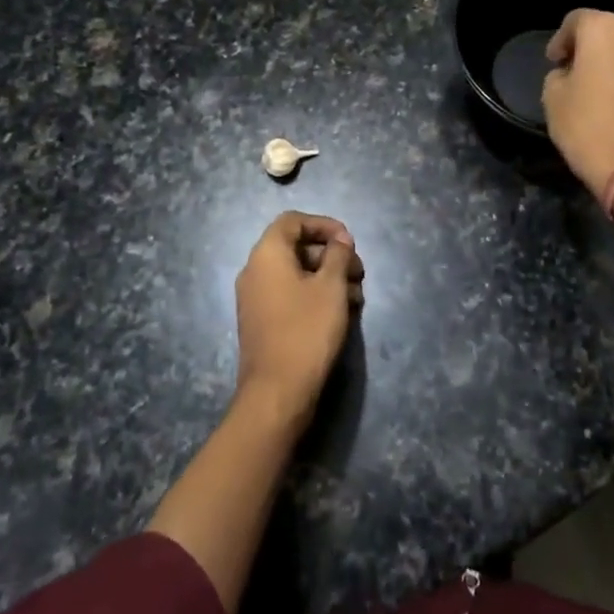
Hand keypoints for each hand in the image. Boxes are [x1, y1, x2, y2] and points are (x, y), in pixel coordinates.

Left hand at [234, 212, 364, 432]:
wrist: (277, 392)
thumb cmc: (306, 330)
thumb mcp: (330, 287)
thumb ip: (337, 255)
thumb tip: (340, 239)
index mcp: (267, 253)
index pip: (293, 221)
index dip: (323, 225)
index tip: (349, 242)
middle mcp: (255, 269)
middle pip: (295, 247)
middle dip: (331, 255)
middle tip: (359, 273)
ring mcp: (255, 297)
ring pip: (295, 273)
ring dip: (327, 277)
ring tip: (357, 297)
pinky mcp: (261, 320)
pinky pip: (289, 294)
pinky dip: (314, 295)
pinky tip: (341, 312)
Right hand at [542, 10, 613, 198]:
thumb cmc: (588, 127)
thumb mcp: (552, 98)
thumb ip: (560, 74)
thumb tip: (573, 74)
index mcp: (604, 30)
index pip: (577, 20)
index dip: (561, 39)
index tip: (554, 61)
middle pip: (611, 34)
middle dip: (594, 50)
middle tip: (580, 75)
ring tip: (609, 93)